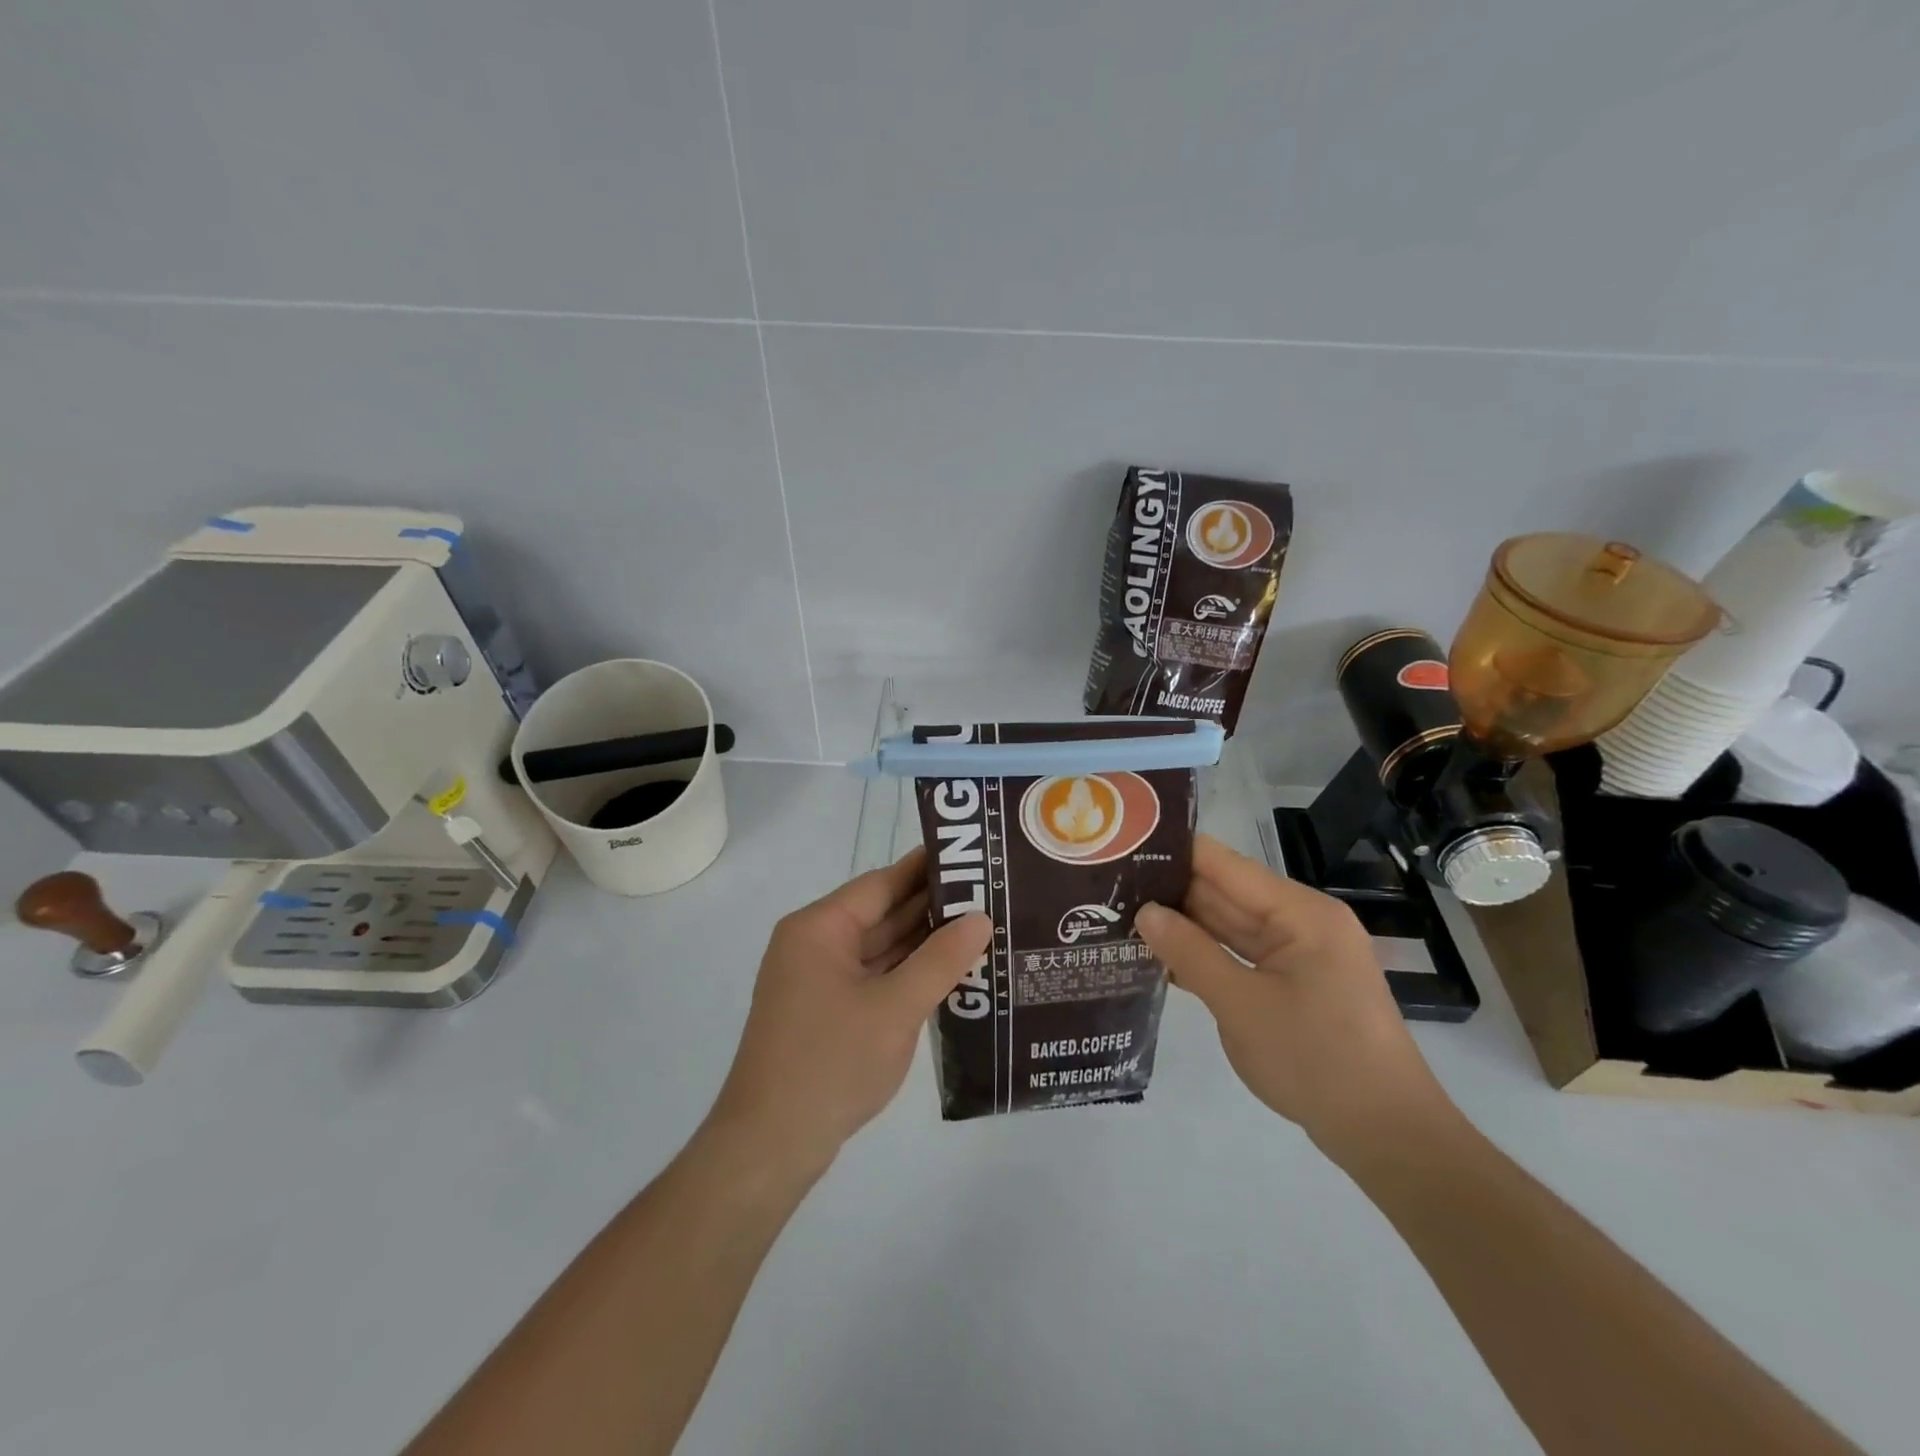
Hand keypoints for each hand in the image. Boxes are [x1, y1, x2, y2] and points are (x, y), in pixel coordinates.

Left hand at [708, 848, 991, 1176]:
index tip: (973, 859)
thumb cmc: (831, 1063)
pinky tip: (950, 973)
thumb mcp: (895, 1008)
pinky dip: (908, 975)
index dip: (927, 870)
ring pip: (880, 949)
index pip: (881, 883)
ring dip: (923, 944)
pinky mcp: (827, 1012)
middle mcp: (815, 945)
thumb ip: (941, 960)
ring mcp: (819, 981)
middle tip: (990, 895)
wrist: (771, 1146)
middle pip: (881, 914)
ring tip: (981, 929)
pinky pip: (875, 978)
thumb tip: (980, 919)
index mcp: (819, 929)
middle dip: (932, 908)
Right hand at [1136, 834, 1452, 1156]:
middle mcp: (1301, 922)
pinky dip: (1206, 956)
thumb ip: (1190, 953)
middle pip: (1225, 893)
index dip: (1175, 853)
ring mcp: (1298, 954)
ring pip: (1229, 927)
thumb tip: (1145, 912)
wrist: (1387, 1136)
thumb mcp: (1242, 1005)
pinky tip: (1160, 957)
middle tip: (1110, 886)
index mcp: (1300, 912)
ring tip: (1121, 914)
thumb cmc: (1316, 1060)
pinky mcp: (1294, 984)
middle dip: (1171, 891)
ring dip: (1184, 926)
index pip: (1224, 865)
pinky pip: (1241, 956)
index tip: (1122, 846)